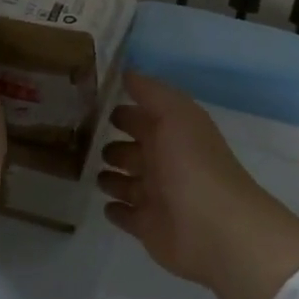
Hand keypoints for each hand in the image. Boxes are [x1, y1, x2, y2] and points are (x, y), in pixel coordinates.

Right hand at [97, 74, 298, 298]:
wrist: (214, 227)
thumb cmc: (193, 164)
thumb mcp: (175, 114)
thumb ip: (151, 92)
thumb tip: (126, 71)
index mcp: (174, 134)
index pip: (144, 118)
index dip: (124, 112)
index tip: (94, 106)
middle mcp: (166, 163)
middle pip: (135, 151)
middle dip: (115, 146)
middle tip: (84, 141)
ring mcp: (157, 197)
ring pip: (128, 183)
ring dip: (111, 178)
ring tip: (90, 172)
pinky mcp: (149, 227)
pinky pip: (127, 216)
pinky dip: (116, 210)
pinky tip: (103, 205)